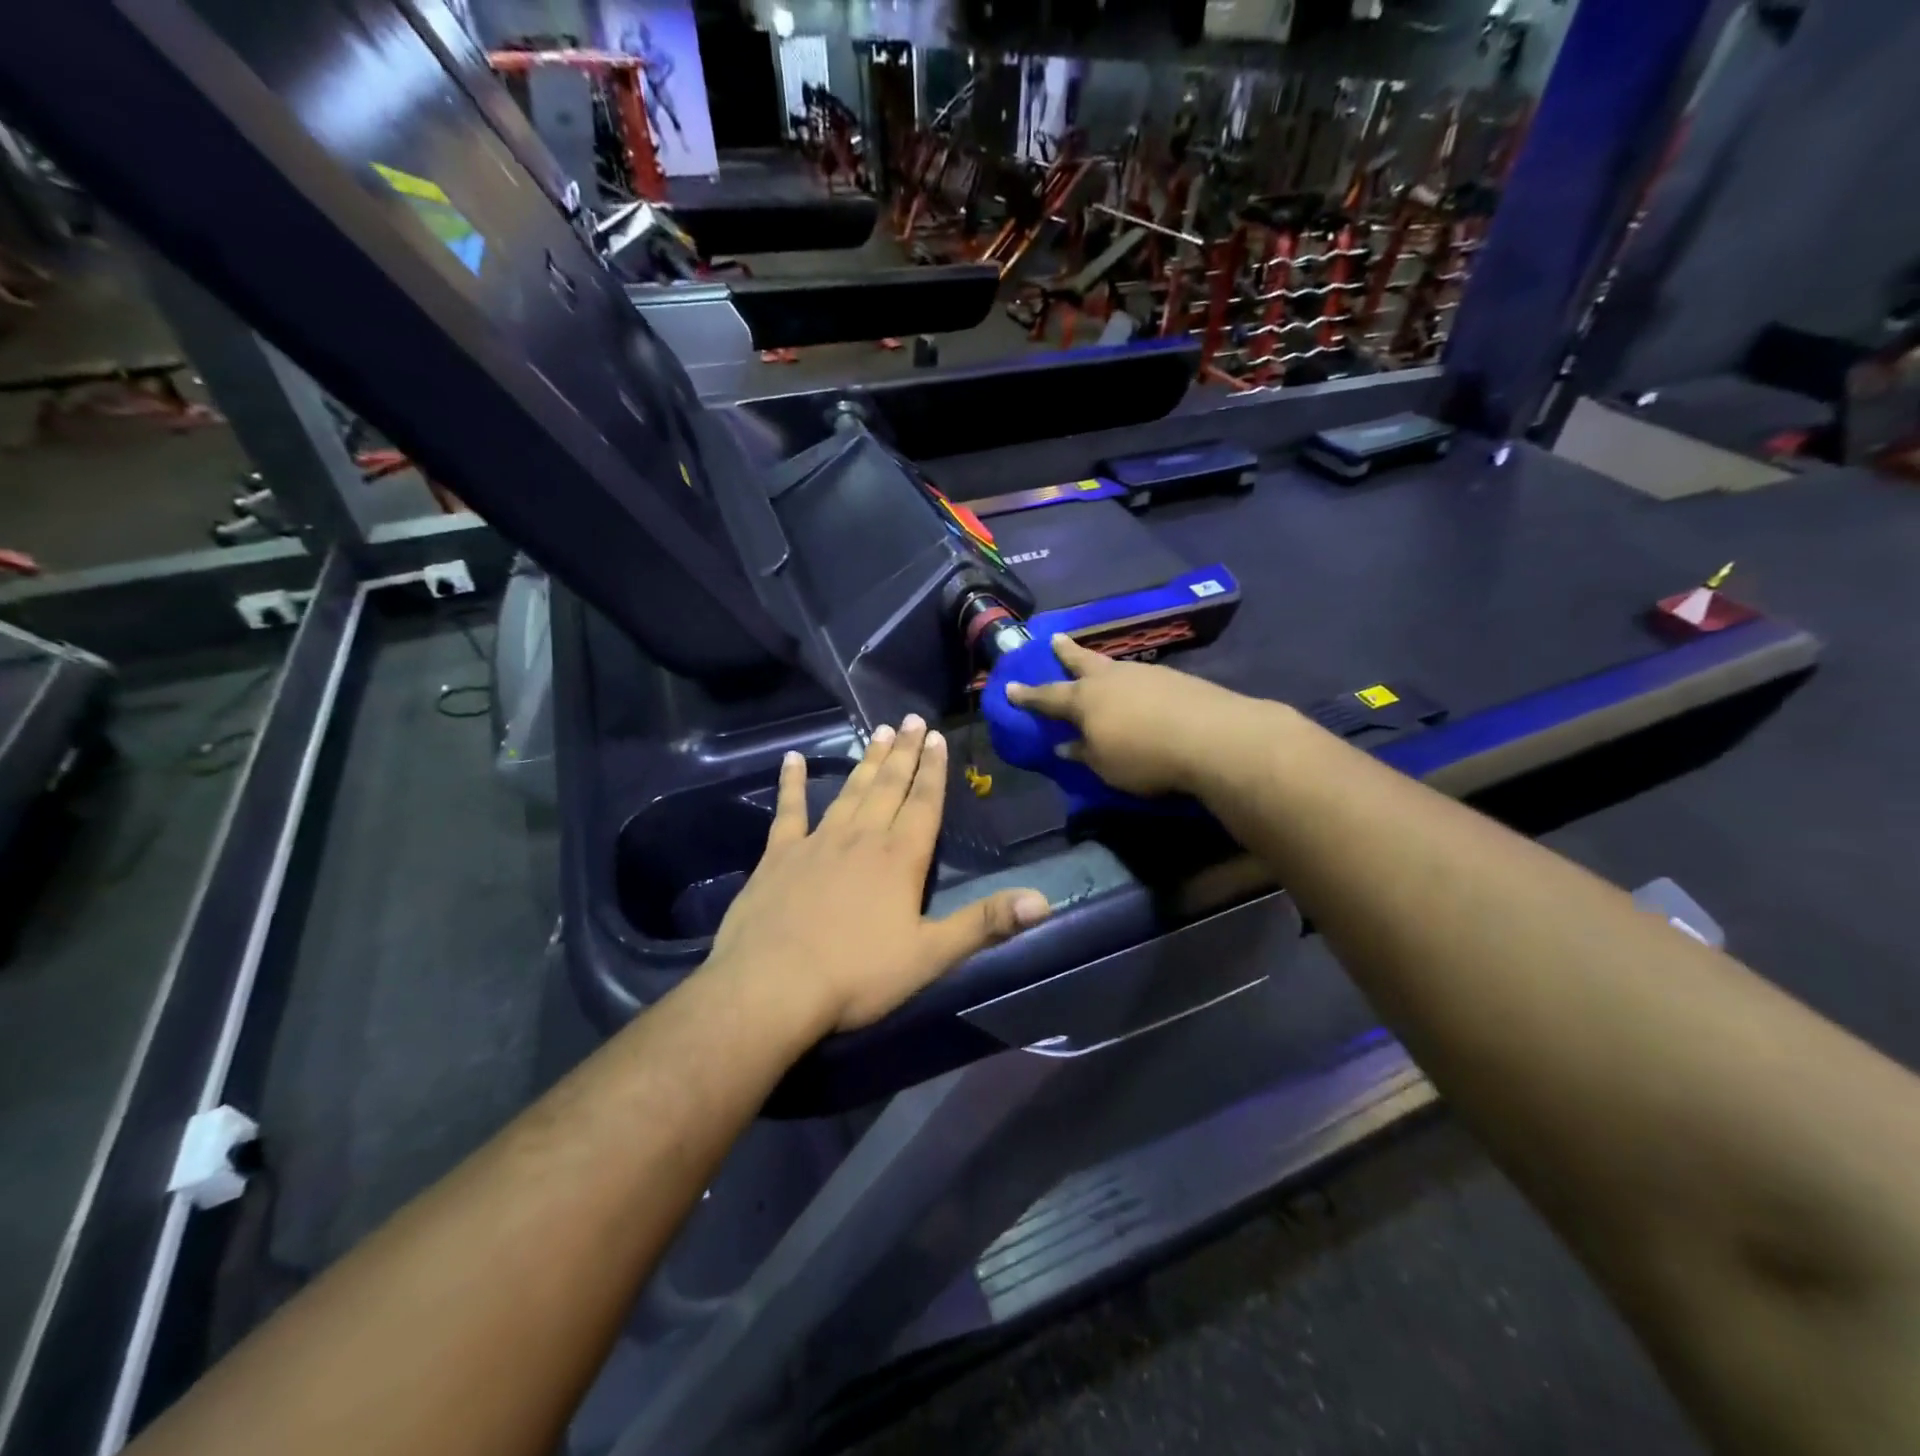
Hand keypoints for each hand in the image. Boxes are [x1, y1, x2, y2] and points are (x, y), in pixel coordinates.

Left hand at [708, 716, 1052, 1034]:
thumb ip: (985, 924)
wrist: (772, 986)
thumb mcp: (930, 956)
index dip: (933, 770)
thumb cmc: (857, 975)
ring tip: (878, 731)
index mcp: (900, 858)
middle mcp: (862, 838)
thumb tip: (1044, 900)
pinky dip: (792, 783)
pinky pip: (789, 810)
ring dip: (866, 761)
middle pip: (888, 786)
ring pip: (849, 791)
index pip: (924, 803)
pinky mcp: (778, 855)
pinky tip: (792, 759)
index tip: (937, 737)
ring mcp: (817, 842)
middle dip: (904, 752)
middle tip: (911, 719)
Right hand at [1004, 635, 1257, 796]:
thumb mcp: (1104, 765)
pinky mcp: (1173, 678)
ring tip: (1098, 667)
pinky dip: (1132, 682)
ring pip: (1114, 666)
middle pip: (1081, 662)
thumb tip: (1064, 745)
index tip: (1009, 688)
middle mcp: (1110, 679)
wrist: (1210, 737)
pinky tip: (1139, 689)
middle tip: (1055, 640)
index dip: (1028, 695)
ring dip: (1101, 665)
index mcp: (1084, 700)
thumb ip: (1082, 753)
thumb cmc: (1144, 756)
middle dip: (1066, 653)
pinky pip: (1141, 677)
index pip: (1047, 697)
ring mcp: (1143, 674)